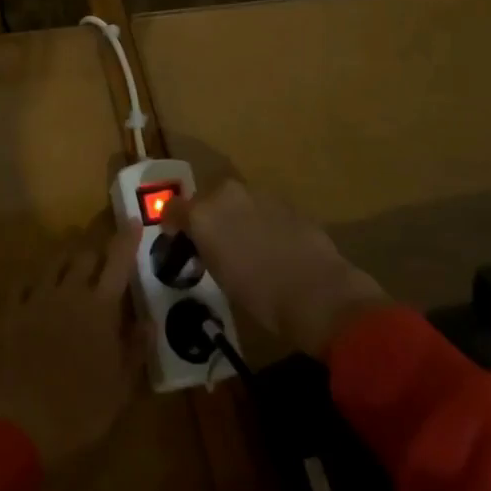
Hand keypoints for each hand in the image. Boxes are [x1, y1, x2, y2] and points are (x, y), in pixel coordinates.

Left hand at [0, 233, 141, 468]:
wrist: (22, 422)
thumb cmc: (81, 409)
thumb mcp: (121, 387)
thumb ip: (135, 348)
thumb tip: (148, 321)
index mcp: (100, 307)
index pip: (118, 262)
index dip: (127, 240)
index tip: (133, 222)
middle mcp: (69, 292)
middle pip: (84, 255)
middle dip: (96, 249)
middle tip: (102, 253)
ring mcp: (37, 298)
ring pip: (53, 262)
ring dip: (66, 256)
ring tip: (72, 259)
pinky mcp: (11, 311)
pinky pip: (22, 283)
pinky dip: (33, 279)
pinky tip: (35, 284)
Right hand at [168, 180, 389, 357]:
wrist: (318, 292)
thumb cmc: (260, 295)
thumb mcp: (219, 275)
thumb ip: (206, 249)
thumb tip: (205, 244)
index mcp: (202, 213)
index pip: (173, 208)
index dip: (173, 224)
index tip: (177, 240)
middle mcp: (226, 194)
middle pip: (206, 199)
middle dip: (206, 217)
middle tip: (212, 244)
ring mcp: (258, 194)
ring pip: (235, 201)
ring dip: (234, 217)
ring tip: (243, 245)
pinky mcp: (285, 202)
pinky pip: (261, 208)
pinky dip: (259, 221)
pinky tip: (270, 245)